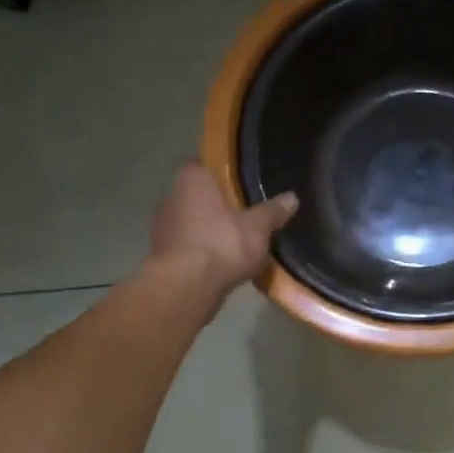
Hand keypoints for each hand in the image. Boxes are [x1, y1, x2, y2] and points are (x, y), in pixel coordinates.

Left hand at [150, 163, 297, 299]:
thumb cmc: (222, 243)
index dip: (222, 173)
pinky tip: (220, 262)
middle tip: (244, 212)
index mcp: (192, 179)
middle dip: (218, 203)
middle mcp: (171, 196)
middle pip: (198, 194)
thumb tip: (292, 197)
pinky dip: (201, 250)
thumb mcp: (258, 227)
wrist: (186, 287)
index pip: (204, 164)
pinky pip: (187, 245)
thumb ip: (273, 211)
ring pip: (191, 221)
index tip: (241, 183)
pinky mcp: (161, 254)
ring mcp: (162, 226)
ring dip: (208, 229)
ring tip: (235, 240)